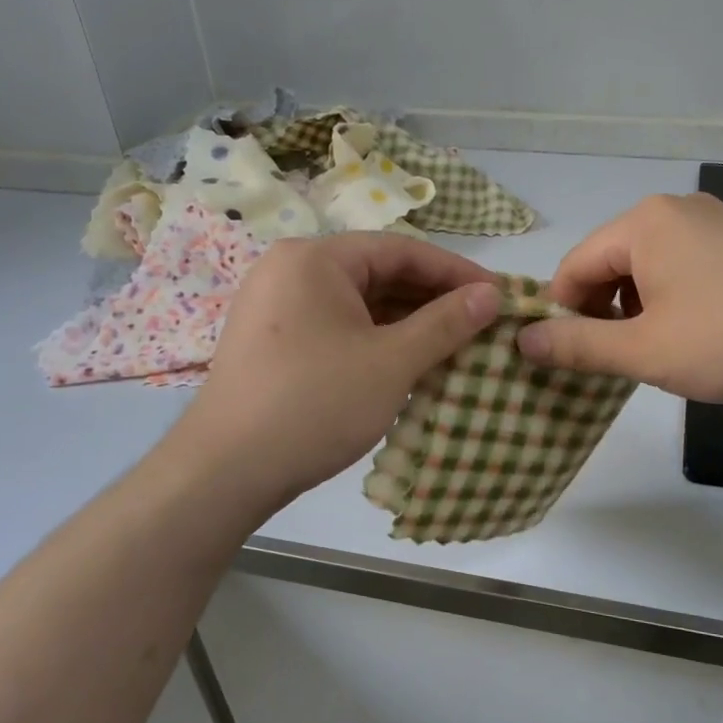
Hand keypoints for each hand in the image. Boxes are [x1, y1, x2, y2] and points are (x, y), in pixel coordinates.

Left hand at [168, 233, 500, 517]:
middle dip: (433, 299)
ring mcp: (277, 306)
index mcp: (316, 258)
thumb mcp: (392, 362)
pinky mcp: (273, 341)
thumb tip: (492, 293)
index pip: (402, 250)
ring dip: (407, 322)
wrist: (224, 473)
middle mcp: (291, 270)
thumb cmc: (314, 404)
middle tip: (481, 324)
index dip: (456, 272)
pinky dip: (376, 339)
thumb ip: (446, 323)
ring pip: (359, 303)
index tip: (498, 294)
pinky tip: (410, 362)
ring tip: (455, 345)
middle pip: (378, 273)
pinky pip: (337, 326)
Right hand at [516, 193, 722, 406]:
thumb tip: (523, 340)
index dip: (563, 314)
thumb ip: (578, 345)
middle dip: (605, 311)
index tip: (573, 359)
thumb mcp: (645, 351)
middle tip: (622, 360)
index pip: (574, 266)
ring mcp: (714, 219)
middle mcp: (674, 208)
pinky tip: (700, 331)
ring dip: (639, 308)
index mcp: (642, 222)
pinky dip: (674, 297)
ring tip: (663, 350)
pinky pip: (685, 264)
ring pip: (648, 266)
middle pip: (610, 262)